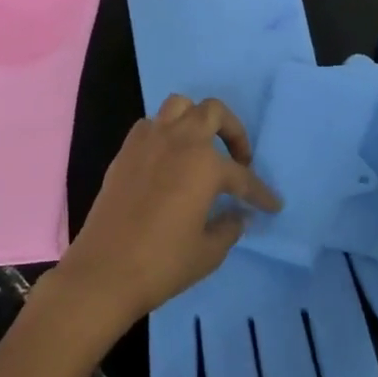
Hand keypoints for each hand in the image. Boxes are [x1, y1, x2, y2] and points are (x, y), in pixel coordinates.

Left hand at [49, 95, 281, 331]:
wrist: (104, 270)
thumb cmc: (162, 263)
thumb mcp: (208, 252)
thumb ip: (229, 227)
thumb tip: (238, 214)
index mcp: (204, 164)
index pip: (242, 176)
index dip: (260, 193)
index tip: (272, 205)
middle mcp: (178, 140)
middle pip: (212, 112)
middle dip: (232, 131)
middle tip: (239, 159)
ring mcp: (148, 140)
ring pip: (179, 106)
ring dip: (196, 120)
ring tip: (202, 149)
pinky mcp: (125, 150)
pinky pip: (151, 124)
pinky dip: (165, 132)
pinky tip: (169, 160)